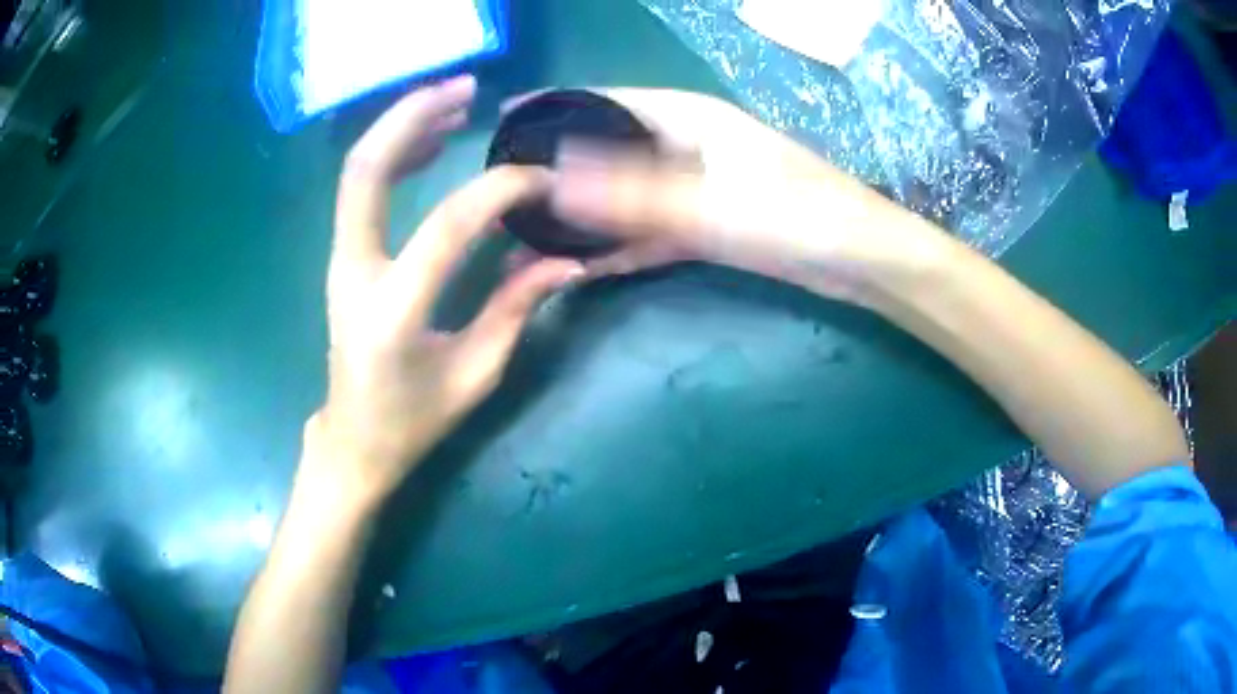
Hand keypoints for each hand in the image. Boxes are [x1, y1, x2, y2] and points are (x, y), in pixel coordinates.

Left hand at [304, 76, 583, 507]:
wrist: (354, 439)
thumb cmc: (414, 420)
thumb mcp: (476, 373)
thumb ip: (517, 306)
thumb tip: (567, 258)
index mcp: (394, 312)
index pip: (448, 225)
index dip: (500, 190)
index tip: (541, 179)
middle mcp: (355, 273)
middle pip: (367, 169)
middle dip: (414, 117)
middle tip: (468, 89)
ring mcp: (341, 259)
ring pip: (358, 170)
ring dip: (402, 125)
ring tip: (454, 101)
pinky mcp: (345, 256)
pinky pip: (363, 189)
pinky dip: (394, 152)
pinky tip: (429, 140)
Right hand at [536, 89, 946, 304]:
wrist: (857, 260)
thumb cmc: (794, 213)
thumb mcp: (706, 201)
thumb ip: (629, 192)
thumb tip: (550, 179)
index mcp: (684, 117)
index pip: (602, 101)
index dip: (551, 108)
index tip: (501, 125)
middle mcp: (683, 143)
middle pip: (607, 147)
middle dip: (559, 167)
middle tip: (505, 191)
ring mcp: (693, 186)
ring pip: (624, 194)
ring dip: (585, 213)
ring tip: (530, 231)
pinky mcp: (705, 224)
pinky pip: (649, 230)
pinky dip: (620, 246)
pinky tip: (582, 264)